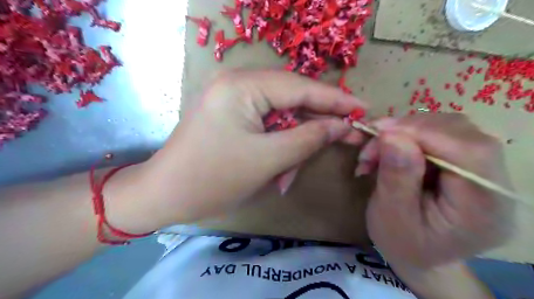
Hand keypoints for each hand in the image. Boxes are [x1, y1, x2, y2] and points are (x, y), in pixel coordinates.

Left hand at [142, 70, 367, 223]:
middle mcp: (238, 85)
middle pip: (292, 101)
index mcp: (243, 86)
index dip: (336, 100)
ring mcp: (234, 100)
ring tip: (287, 177)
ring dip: (292, 147)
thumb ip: (308, 138)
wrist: (165, 196)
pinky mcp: (233, 116)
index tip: (364, 109)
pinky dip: (277, 149)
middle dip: (315, 126)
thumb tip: (341, 126)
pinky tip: (277, 173)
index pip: (301, 87)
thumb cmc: (213, 178)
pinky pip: (267, 127)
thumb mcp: (268, 159)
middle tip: (345, 139)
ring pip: (281, 118)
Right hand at [358, 114, 516, 269]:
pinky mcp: (468, 162)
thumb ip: (395, 177)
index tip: (379, 131)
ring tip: (376, 151)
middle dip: (408, 131)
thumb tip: (391, 135)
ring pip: (448, 127)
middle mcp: (495, 184)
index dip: (423, 133)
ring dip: (405, 132)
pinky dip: (408, 135)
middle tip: (371, 144)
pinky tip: (390, 150)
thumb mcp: (391, 216)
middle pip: (460, 133)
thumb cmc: (402, 243)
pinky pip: (440, 133)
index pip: (468, 152)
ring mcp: (484, 170)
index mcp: (483, 209)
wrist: (418, 253)